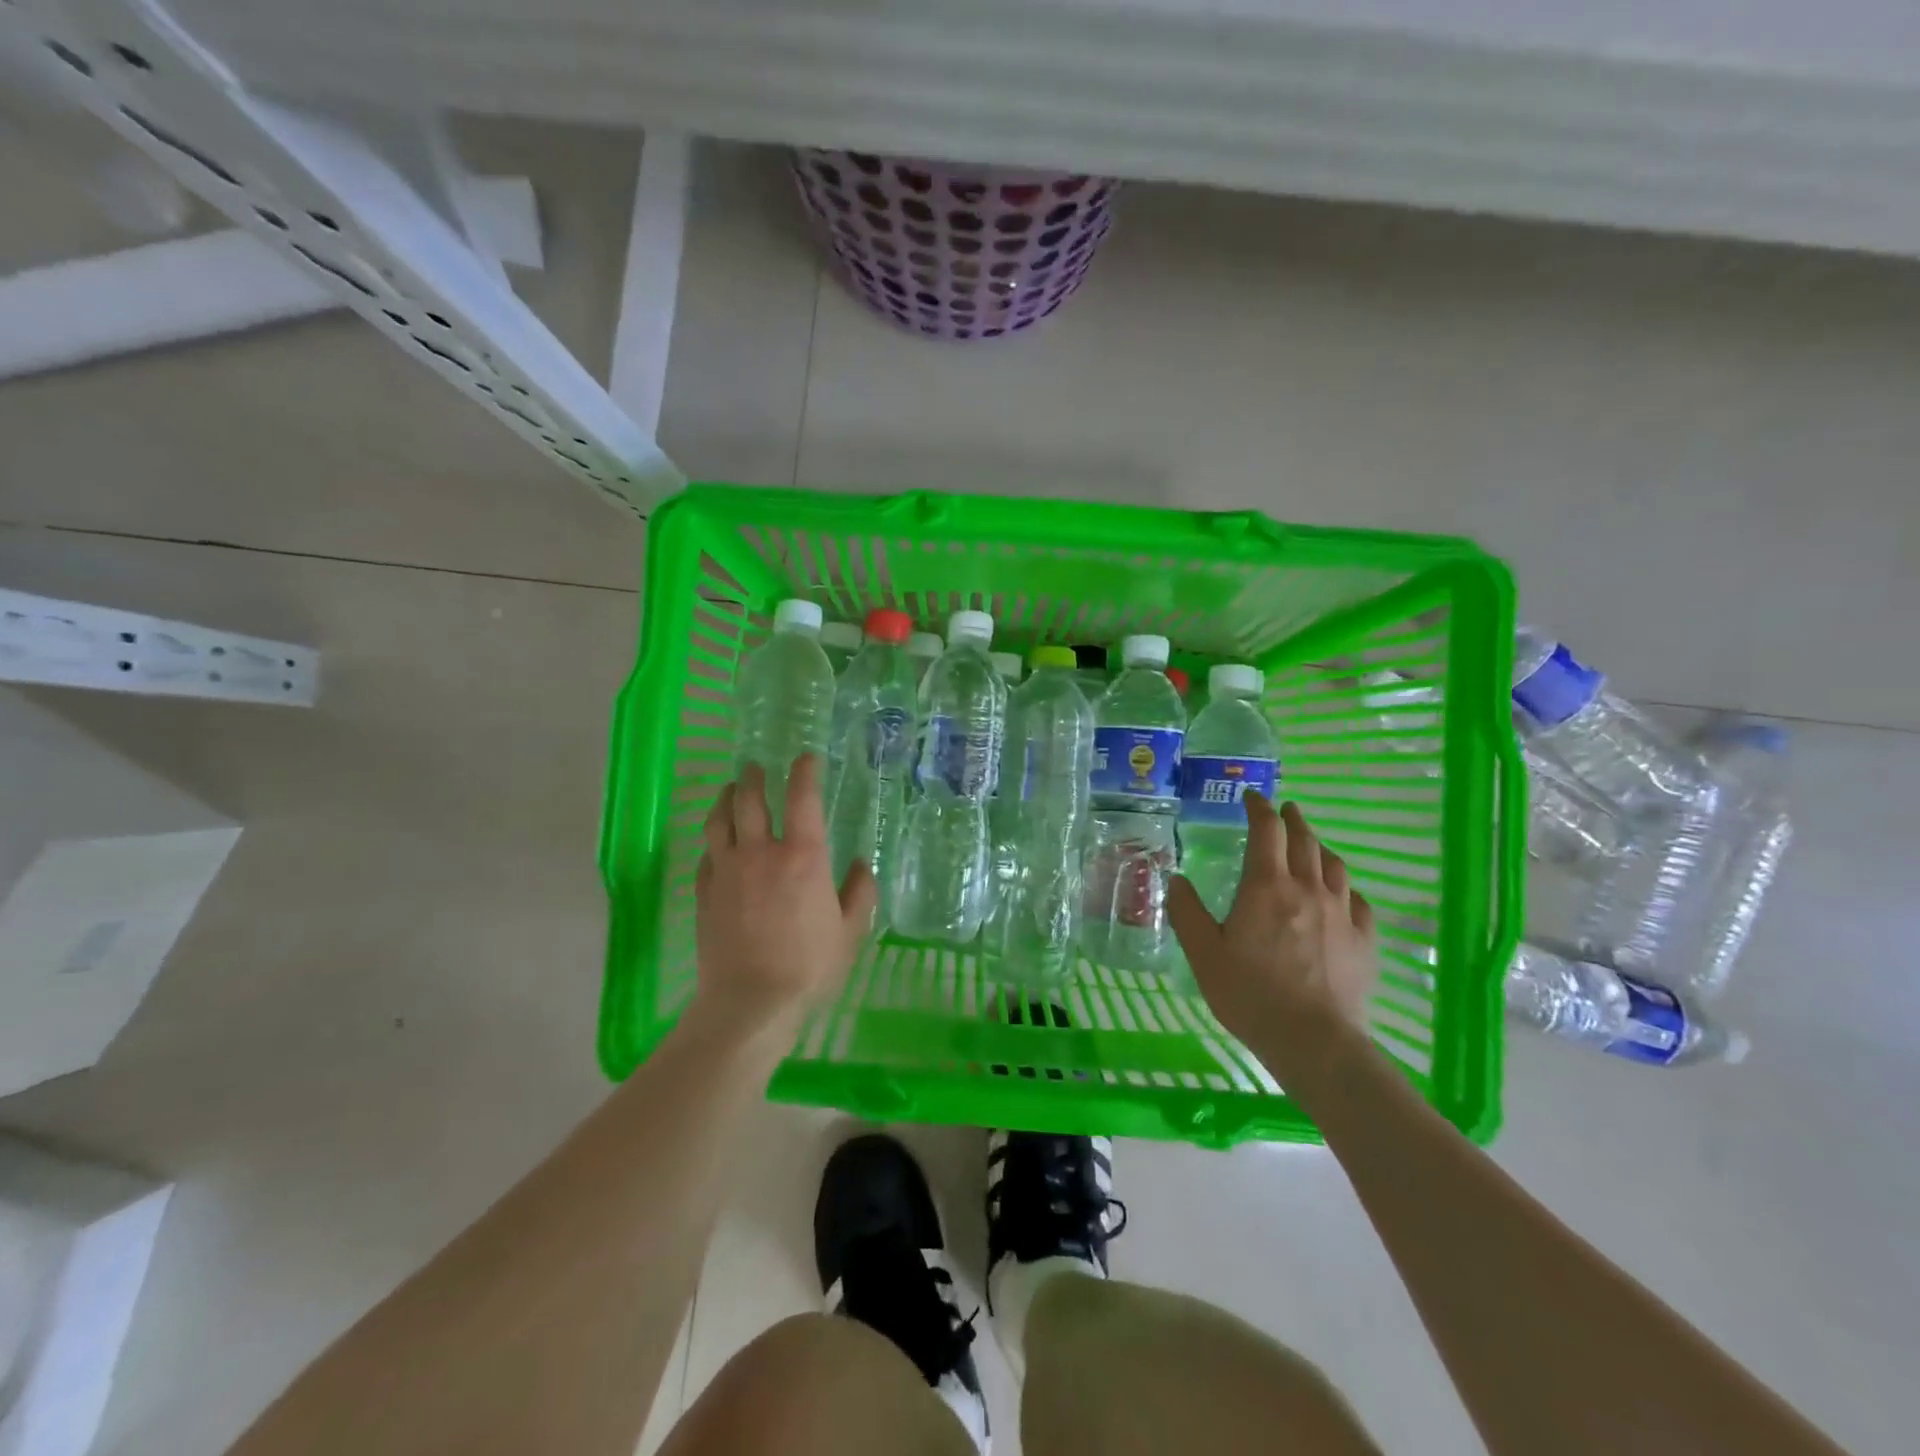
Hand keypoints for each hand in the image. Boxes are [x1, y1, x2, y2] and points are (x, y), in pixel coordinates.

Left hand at [692, 755, 876, 1038]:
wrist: (749, 1002)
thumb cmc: (809, 966)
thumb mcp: (850, 931)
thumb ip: (859, 892)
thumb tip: (861, 864)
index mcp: (802, 856)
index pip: (802, 798)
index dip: (804, 772)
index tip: (806, 758)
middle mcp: (760, 853)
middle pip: (750, 800)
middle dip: (754, 777)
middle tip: (757, 767)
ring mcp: (727, 871)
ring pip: (720, 820)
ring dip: (726, 798)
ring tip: (731, 789)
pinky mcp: (704, 893)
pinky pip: (707, 855)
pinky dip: (714, 841)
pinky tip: (718, 843)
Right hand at [1167, 795, 1377, 1088]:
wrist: (1313, 1041)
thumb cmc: (1250, 994)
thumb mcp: (1203, 953)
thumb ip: (1187, 912)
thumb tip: (1176, 879)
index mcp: (1266, 886)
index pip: (1266, 831)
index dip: (1259, 808)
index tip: (1251, 797)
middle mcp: (1307, 888)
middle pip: (1305, 840)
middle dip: (1293, 819)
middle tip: (1285, 810)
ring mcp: (1341, 913)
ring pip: (1335, 865)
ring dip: (1320, 847)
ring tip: (1312, 845)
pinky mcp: (1364, 940)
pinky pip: (1359, 901)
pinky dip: (1345, 887)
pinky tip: (1341, 894)